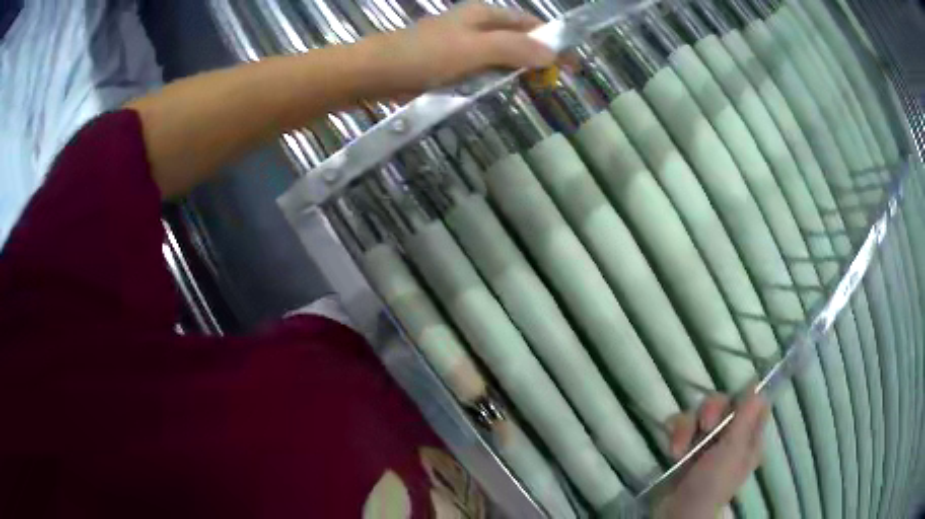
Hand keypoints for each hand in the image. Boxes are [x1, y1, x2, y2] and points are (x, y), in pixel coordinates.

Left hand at [368, 2, 556, 94]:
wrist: (373, 72)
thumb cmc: (424, 56)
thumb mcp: (474, 50)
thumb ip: (513, 49)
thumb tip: (551, 54)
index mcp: (485, 14)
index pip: (531, 24)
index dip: (554, 42)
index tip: (572, 66)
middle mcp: (475, 24)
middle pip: (517, 38)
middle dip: (537, 58)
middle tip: (550, 84)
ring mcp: (461, 43)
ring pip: (500, 55)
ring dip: (516, 70)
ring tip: (531, 90)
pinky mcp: (447, 62)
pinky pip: (480, 68)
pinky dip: (494, 78)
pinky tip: (497, 91)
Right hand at [654, 393, 770, 518]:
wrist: (677, 512)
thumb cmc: (712, 484)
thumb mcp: (732, 451)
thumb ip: (745, 418)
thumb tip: (758, 385)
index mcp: (748, 437)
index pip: (753, 404)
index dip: (743, 398)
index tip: (733, 402)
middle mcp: (730, 436)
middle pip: (724, 404)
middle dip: (710, 411)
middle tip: (705, 427)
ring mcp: (706, 442)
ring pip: (699, 413)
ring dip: (686, 427)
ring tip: (679, 449)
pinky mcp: (684, 447)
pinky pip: (679, 425)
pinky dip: (674, 434)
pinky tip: (672, 450)